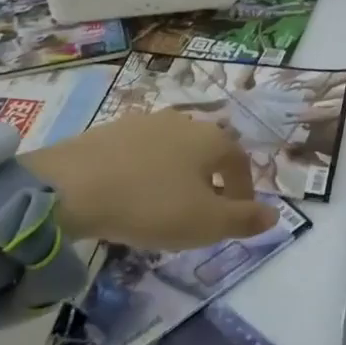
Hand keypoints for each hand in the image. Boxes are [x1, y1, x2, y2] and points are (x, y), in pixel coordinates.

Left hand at [24, 111, 278, 249]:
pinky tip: (133, 195)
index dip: (243, 193)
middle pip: (208, 153)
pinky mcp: (110, 129)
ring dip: (178, 176)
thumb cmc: (150, 205)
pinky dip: (148, 173)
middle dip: (211, 183)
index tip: (235, 219)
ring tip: (166, 207)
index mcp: (211, 139)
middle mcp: (183, 121)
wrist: (70, 187)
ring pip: (174, 151)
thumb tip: (275, 215)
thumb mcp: (205, 223)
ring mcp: (144, 122)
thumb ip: (244, 219)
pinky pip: (142, 153)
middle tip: (201, 215)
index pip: (240, 163)